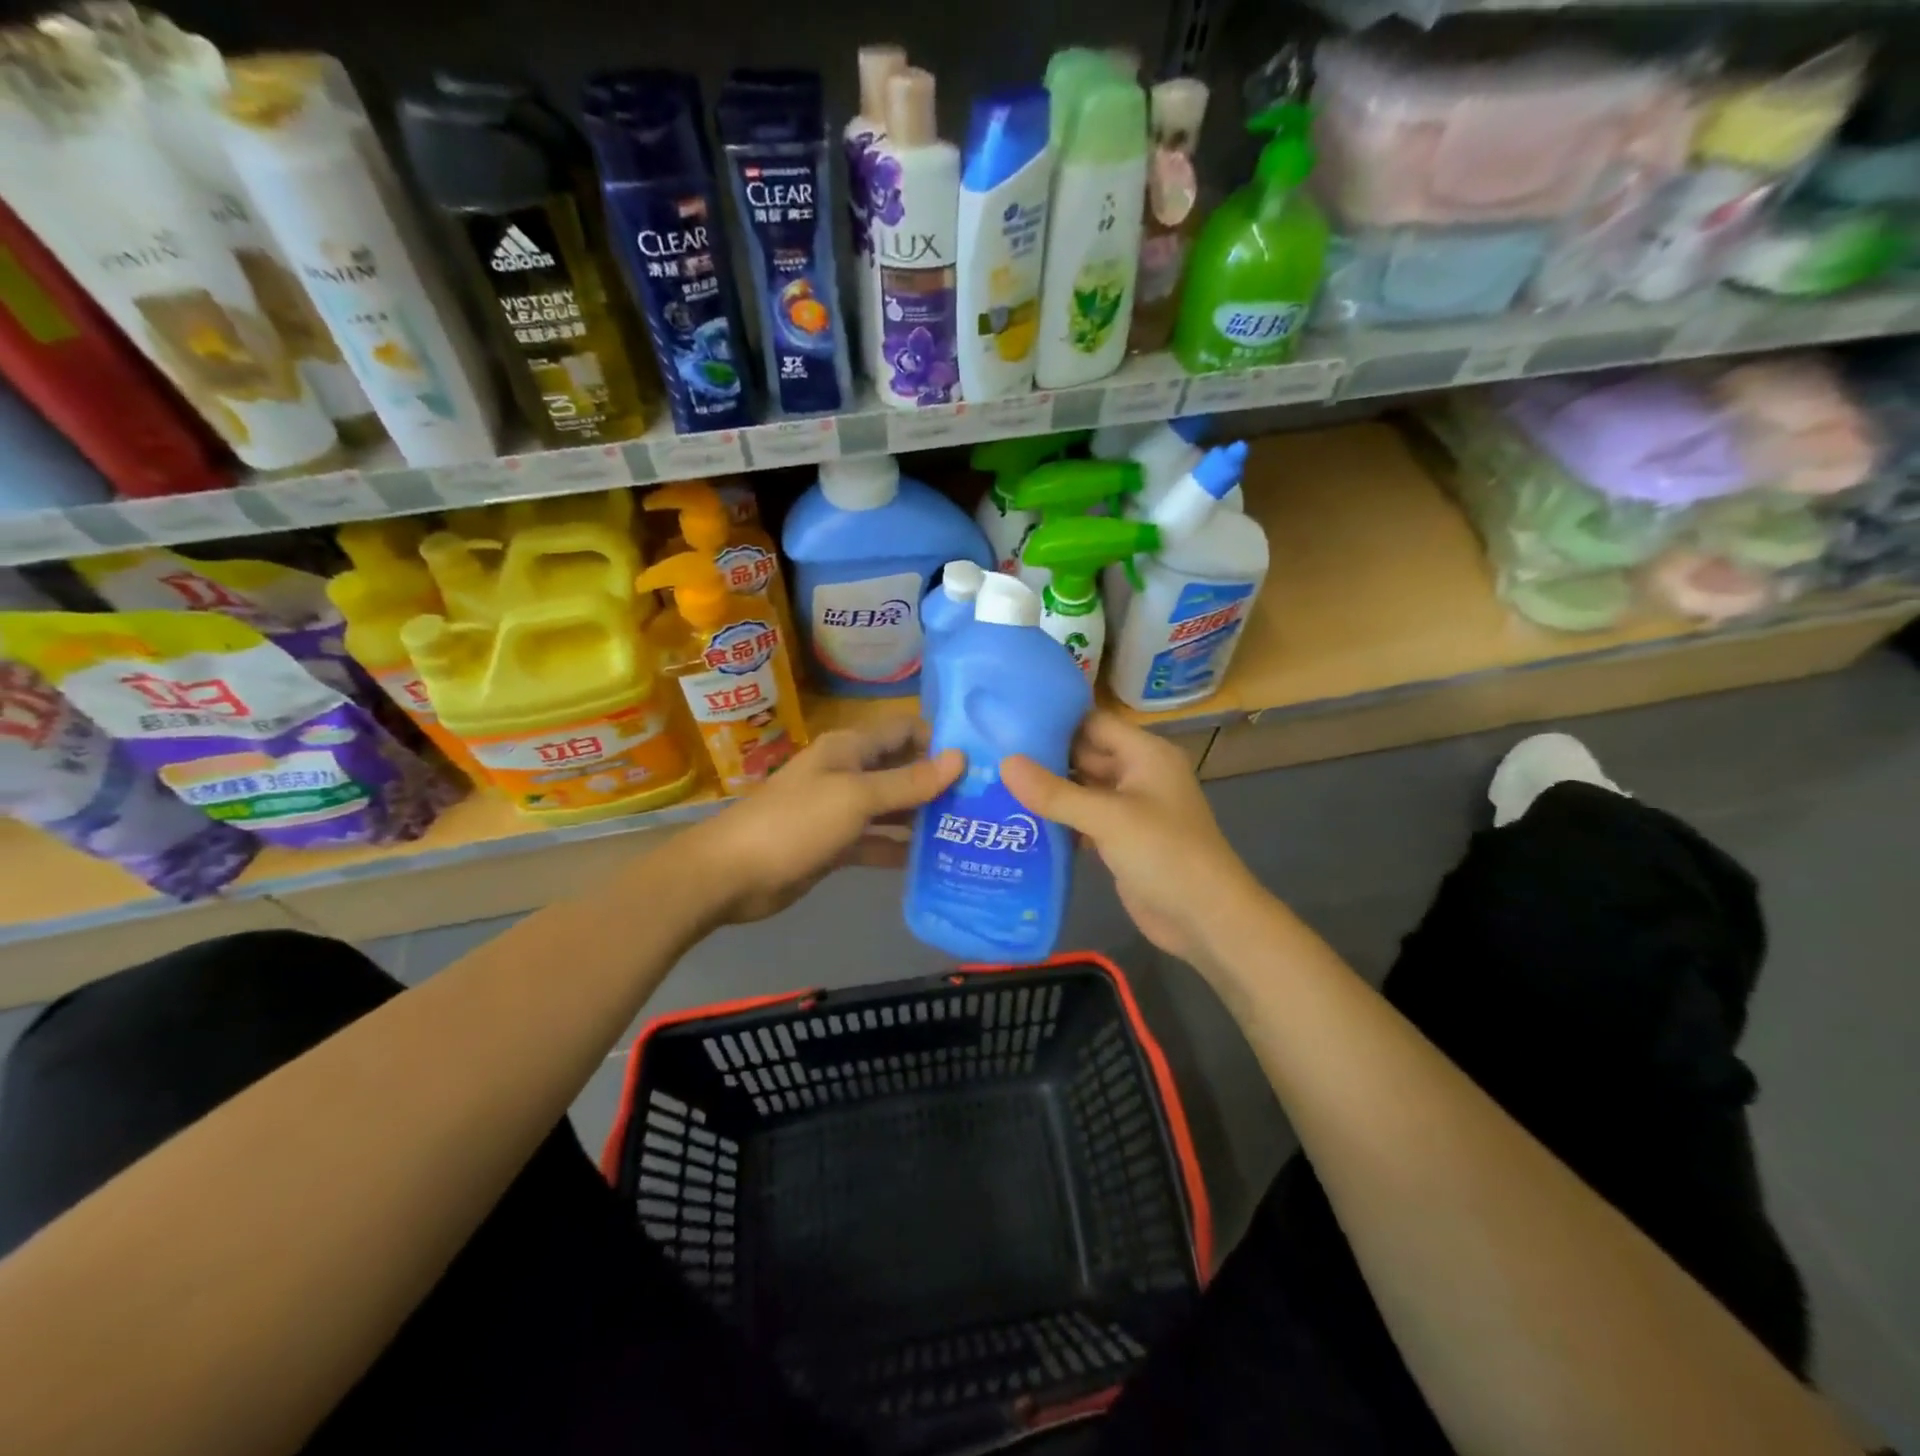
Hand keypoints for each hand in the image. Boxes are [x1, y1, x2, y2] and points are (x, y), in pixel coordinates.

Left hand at [681, 716, 963, 924]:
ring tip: (971, 830)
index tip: (982, 757)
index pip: (904, 731)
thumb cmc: (795, 823)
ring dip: (924, 818)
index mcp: (850, 749)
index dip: (939, 739)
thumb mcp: (856, 798)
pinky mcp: (836, 845)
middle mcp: (848, 774)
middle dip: (939, 782)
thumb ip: (908, 782)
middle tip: (987, 800)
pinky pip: (877, 841)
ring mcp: (841, 811)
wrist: (732, 875)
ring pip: (892, 809)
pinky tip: (935, 861)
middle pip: (902, 770)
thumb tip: (959, 758)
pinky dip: (900, 849)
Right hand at [1002, 711, 1260, 966]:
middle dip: (1042, 756)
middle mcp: (1137, 774)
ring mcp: (1128, 809)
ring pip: (1080, 789)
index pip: (1092, 723)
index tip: (1005, 720)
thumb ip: (1055, 792)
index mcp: (1145, 754)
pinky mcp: (1119, 839)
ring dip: (1046, 790)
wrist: (1205, 919)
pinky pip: (1082, 819)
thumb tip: (1004, 763)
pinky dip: (1056, 820)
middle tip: (988, 754)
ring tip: (992, 782)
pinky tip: (1017, 821)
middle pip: (1083, 754)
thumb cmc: (1165, 854)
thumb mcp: (1109, 818)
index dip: (1052, 720)